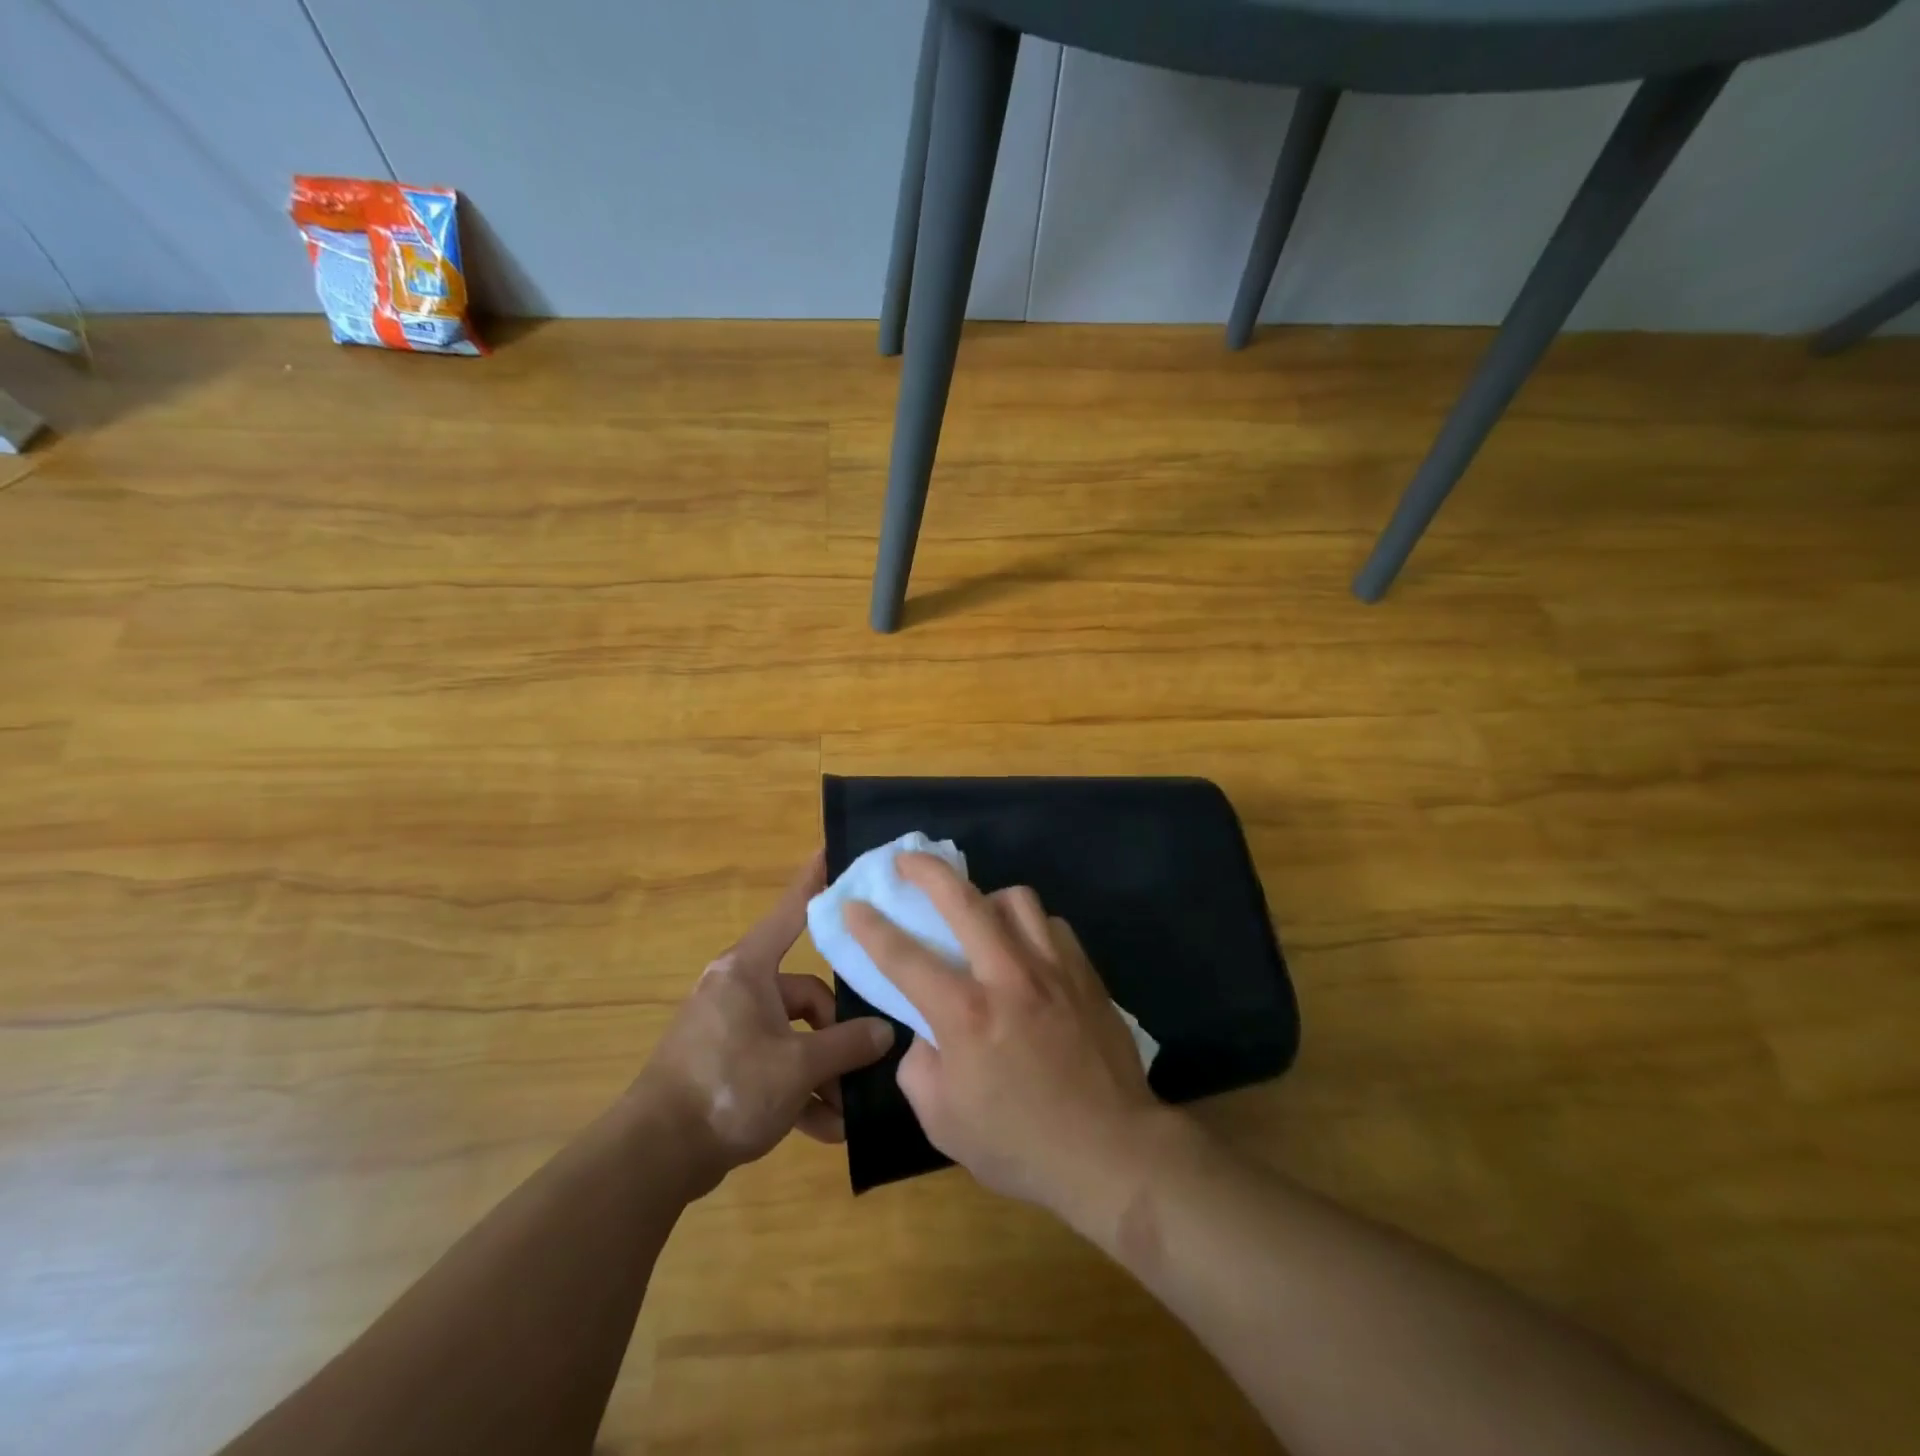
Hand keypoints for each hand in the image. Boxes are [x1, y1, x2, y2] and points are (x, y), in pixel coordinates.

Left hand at [637, 852, 893, 1194]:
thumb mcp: (797, 1066)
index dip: (813, 882)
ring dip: (821, 1074)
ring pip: (793, 1037)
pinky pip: (773, 1067)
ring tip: (845, 1112)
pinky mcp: (725, 1066)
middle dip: (834, 1037)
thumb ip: (847, 1045)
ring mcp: (730, 1029)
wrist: (654, 1156)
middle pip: (805, 995)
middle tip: (861, 1069)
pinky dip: (797, 1094)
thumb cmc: (728, 1087)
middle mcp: (739, 991)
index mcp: (748, 971)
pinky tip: (824, 1130)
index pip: (791, 913)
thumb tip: (884, 1033)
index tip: (831, 849)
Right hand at [844, 853, 1165, 1226]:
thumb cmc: (1021, 1145)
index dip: (870, 927)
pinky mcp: (1085, 973)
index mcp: (965, 1014)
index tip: (854, 905)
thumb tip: (926, 1032)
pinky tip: (1026, 949)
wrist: (1111, 1151)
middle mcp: (1008, 976)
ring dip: (987, 897)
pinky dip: (1031, 927)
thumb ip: (920, 1066)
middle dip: (926, 871)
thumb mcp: (944, 1122)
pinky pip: (1052, 925)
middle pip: (962, 900)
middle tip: (906, 860)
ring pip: (1016, 899)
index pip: (904, 956)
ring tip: (978, 914)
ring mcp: (1053, 968)